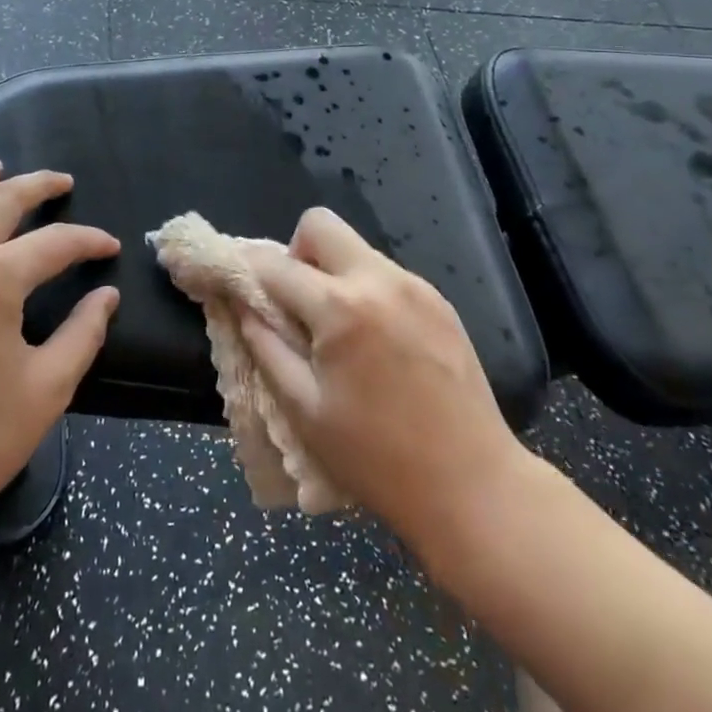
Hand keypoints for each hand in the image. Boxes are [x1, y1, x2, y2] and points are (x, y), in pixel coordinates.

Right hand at [239, 207, 537, 576]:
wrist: (475, 487)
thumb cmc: (378, 459)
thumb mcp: (305, 410)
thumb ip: (265, 346)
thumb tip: (242, 305)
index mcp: (341, 308)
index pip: (276, 264)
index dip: (246, 269)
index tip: (235, 283)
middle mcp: (379, 280)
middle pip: (320, 224)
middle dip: (295, 253)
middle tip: (296, 304)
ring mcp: (415, 286)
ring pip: (355, 248)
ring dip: (332, 273)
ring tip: (337, 331)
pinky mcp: (439, 300)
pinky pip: (385, 274)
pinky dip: (365, 290)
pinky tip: (375, 342)